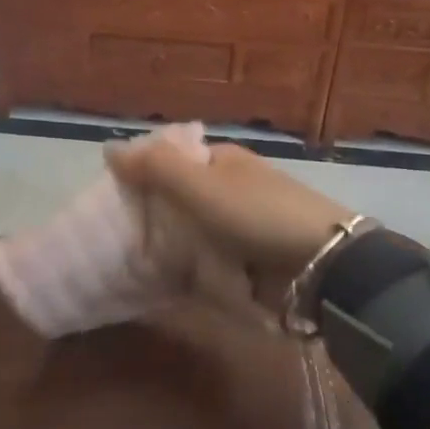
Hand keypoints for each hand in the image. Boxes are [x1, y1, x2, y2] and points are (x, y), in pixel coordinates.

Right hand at [104, 138, 355, 285]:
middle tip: (120, 240)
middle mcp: (231, 187)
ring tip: (133, 264)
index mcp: (223, 161)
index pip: (172, 162)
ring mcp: (241, 225)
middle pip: (179, 199)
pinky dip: (190, 268)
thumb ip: (156, 167)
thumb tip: (109, 147)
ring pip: (191, 232)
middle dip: (154, 217)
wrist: (320, 264)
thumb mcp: (202, 185)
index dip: (143, 176)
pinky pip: (208, 260)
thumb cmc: (257, 214)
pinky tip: (166, 280)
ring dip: (169, 246)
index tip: (115, 202)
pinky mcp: (248, 259)